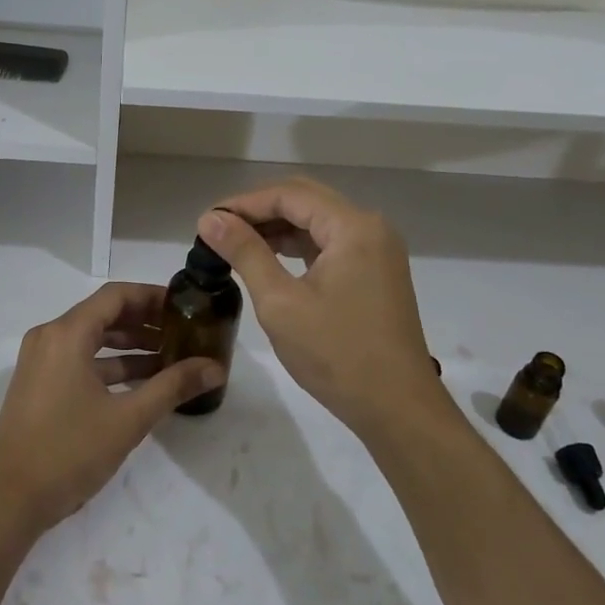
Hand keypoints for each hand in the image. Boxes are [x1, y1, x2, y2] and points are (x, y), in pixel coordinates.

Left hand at [0, 282, 223, 533]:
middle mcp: (50, 337)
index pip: (116, 296)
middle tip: (184, 333)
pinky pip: (80, 361)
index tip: (185, 307)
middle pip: (104, 315)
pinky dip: (109, 366)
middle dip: (145, 323)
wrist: (7, 500)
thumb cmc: (68, 451)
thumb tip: (216, 368)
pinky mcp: (39, 385)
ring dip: (130, 347)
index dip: (153, 297)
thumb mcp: (128, 419)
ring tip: (171, 358)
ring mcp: (41, 361)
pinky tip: (142, 384)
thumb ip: (172, 387)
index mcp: (67, 333)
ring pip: (92, 340)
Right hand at [197, 179, 447, 441]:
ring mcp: (377, 250)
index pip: (289, 195)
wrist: (398, 409)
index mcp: (353, 226)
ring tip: (235, 243)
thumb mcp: (280, 303)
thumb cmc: (337, 354)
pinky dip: (298, 247)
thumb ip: (245, 253)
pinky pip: (330, 244)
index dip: (244, 203)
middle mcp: (370, 227)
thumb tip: (210, 219)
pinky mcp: (376, 272)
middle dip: (259, 211)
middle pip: (306, 200)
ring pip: (318, 221)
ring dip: (277, 228)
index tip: (206, 221)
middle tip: (218, 229)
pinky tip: (269, 259)